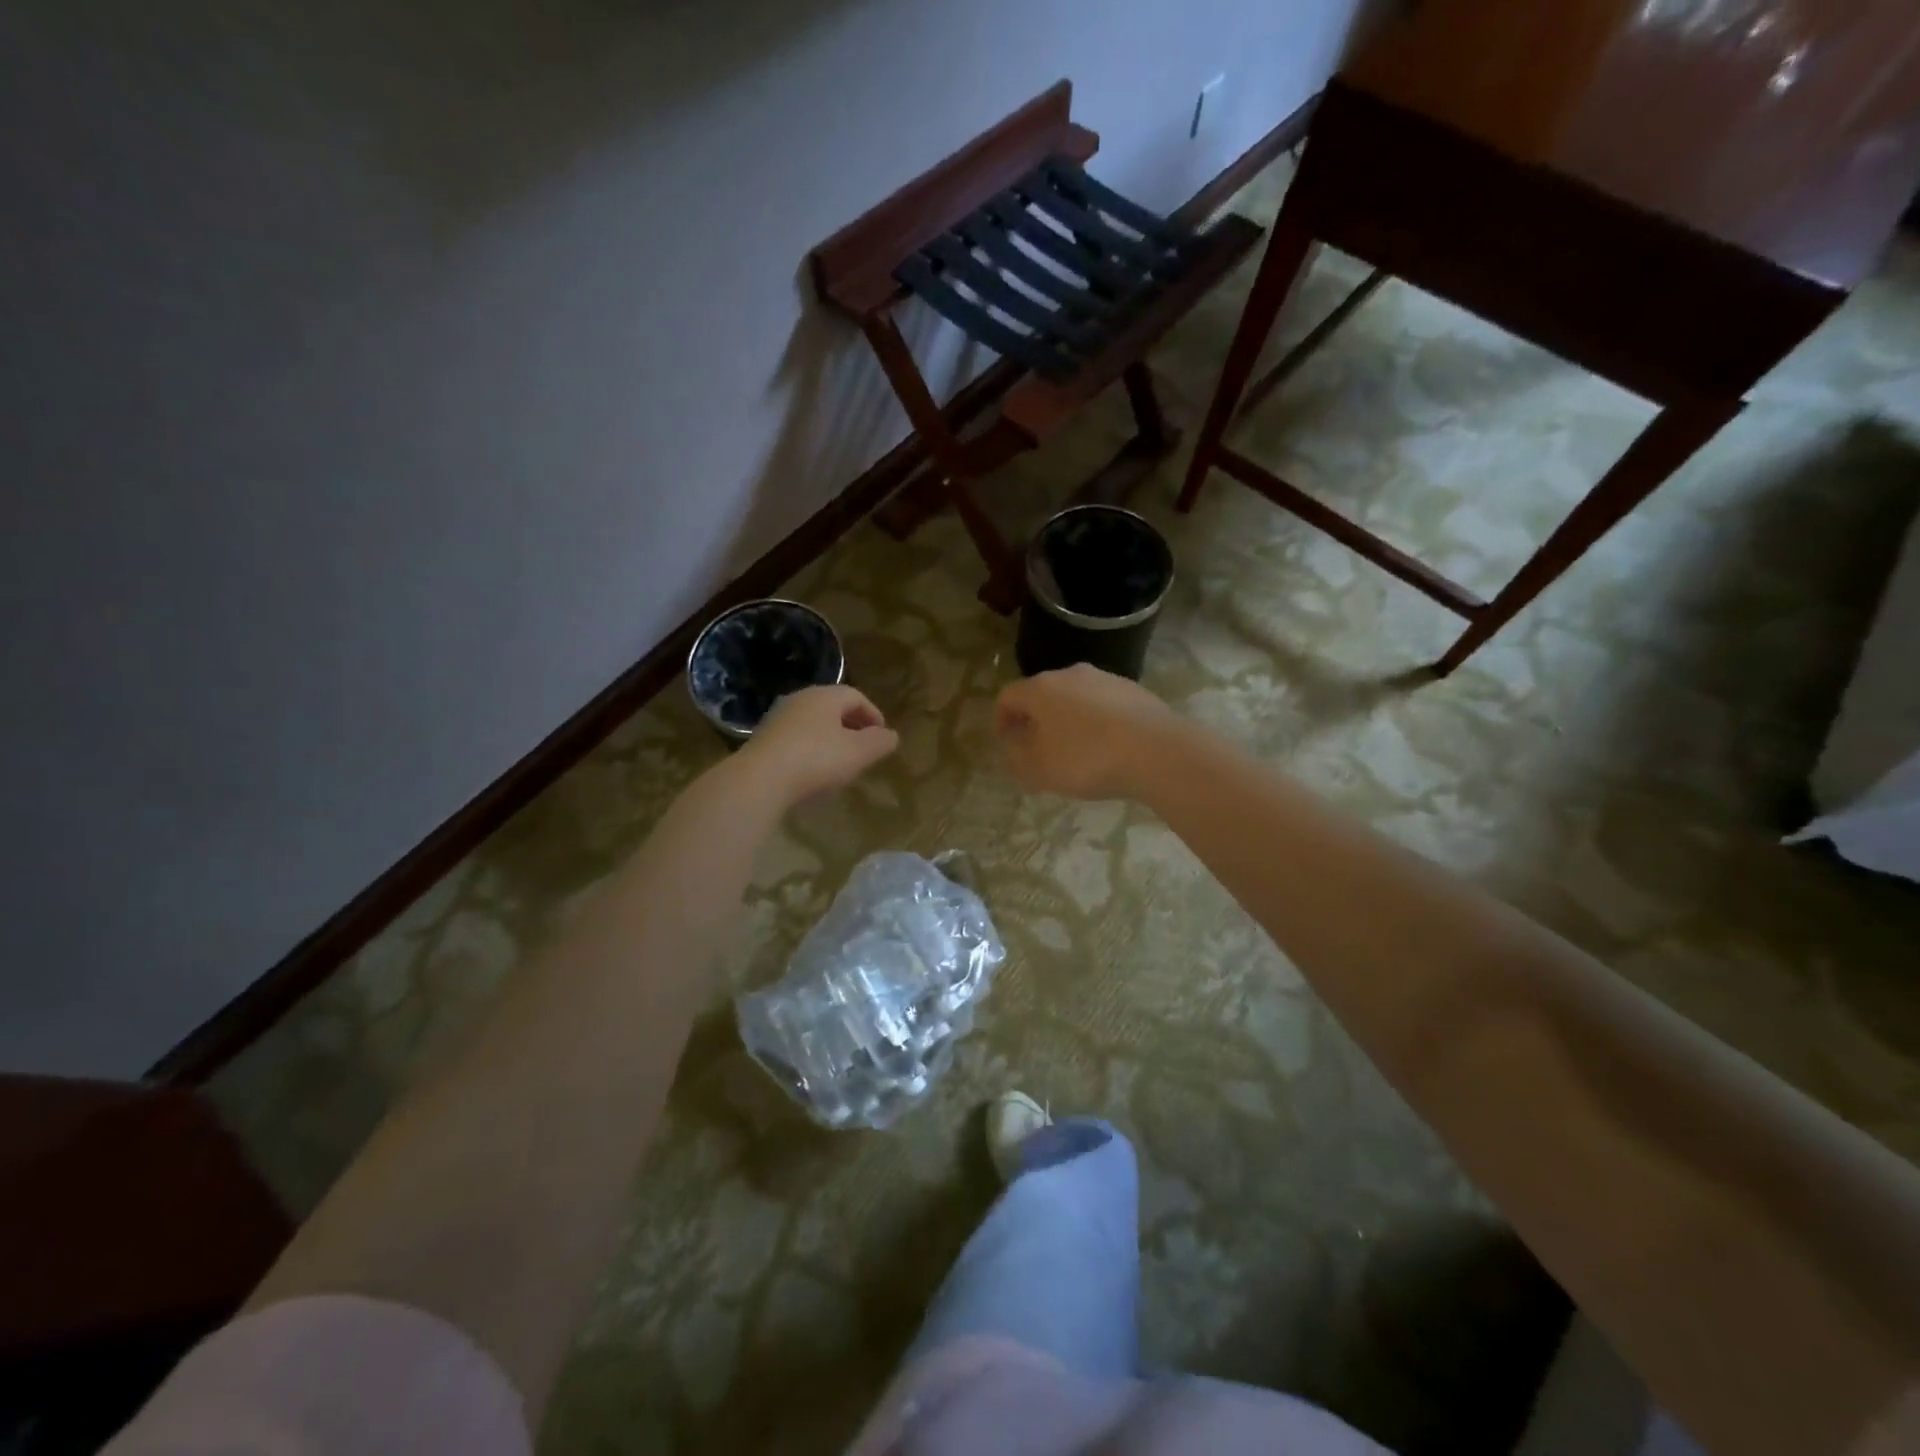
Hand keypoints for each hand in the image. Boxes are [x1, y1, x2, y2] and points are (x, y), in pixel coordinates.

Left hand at [738, 684, 898, 805]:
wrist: (759, 780)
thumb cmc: (816, 760)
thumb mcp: (859, 753)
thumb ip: (880, 742)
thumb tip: (891, 735)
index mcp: (825, 696)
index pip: (856, 696)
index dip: (873, 715)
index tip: (882, 736)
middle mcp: (799, 699)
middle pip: (833, 708)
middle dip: (852, 726)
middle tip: (864, 748)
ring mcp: (777, 719)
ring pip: (813, 723)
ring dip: (830, 738)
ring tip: (841, 762)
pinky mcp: (762, 740)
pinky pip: (796, 739)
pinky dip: (811, 749)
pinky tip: (813, 771)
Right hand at [994, 664, 1180, 799]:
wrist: (1156, 751)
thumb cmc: (1086, 759)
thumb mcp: (1038, 768)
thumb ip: (1017, 755)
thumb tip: (1014, 743)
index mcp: (1041, 688)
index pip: (1008, 696)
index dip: (1001, 720)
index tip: (1005, 742)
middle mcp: (1071, 674)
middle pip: (1043, 695)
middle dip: (1036, 721)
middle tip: (1037, 750)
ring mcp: (1106, 679)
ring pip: (1075, 699)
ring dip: (1067, 721)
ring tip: (1074, 752)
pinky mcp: (1135, 691)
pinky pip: (1103, 707)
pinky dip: (1096, 724)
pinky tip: (1106, 749)